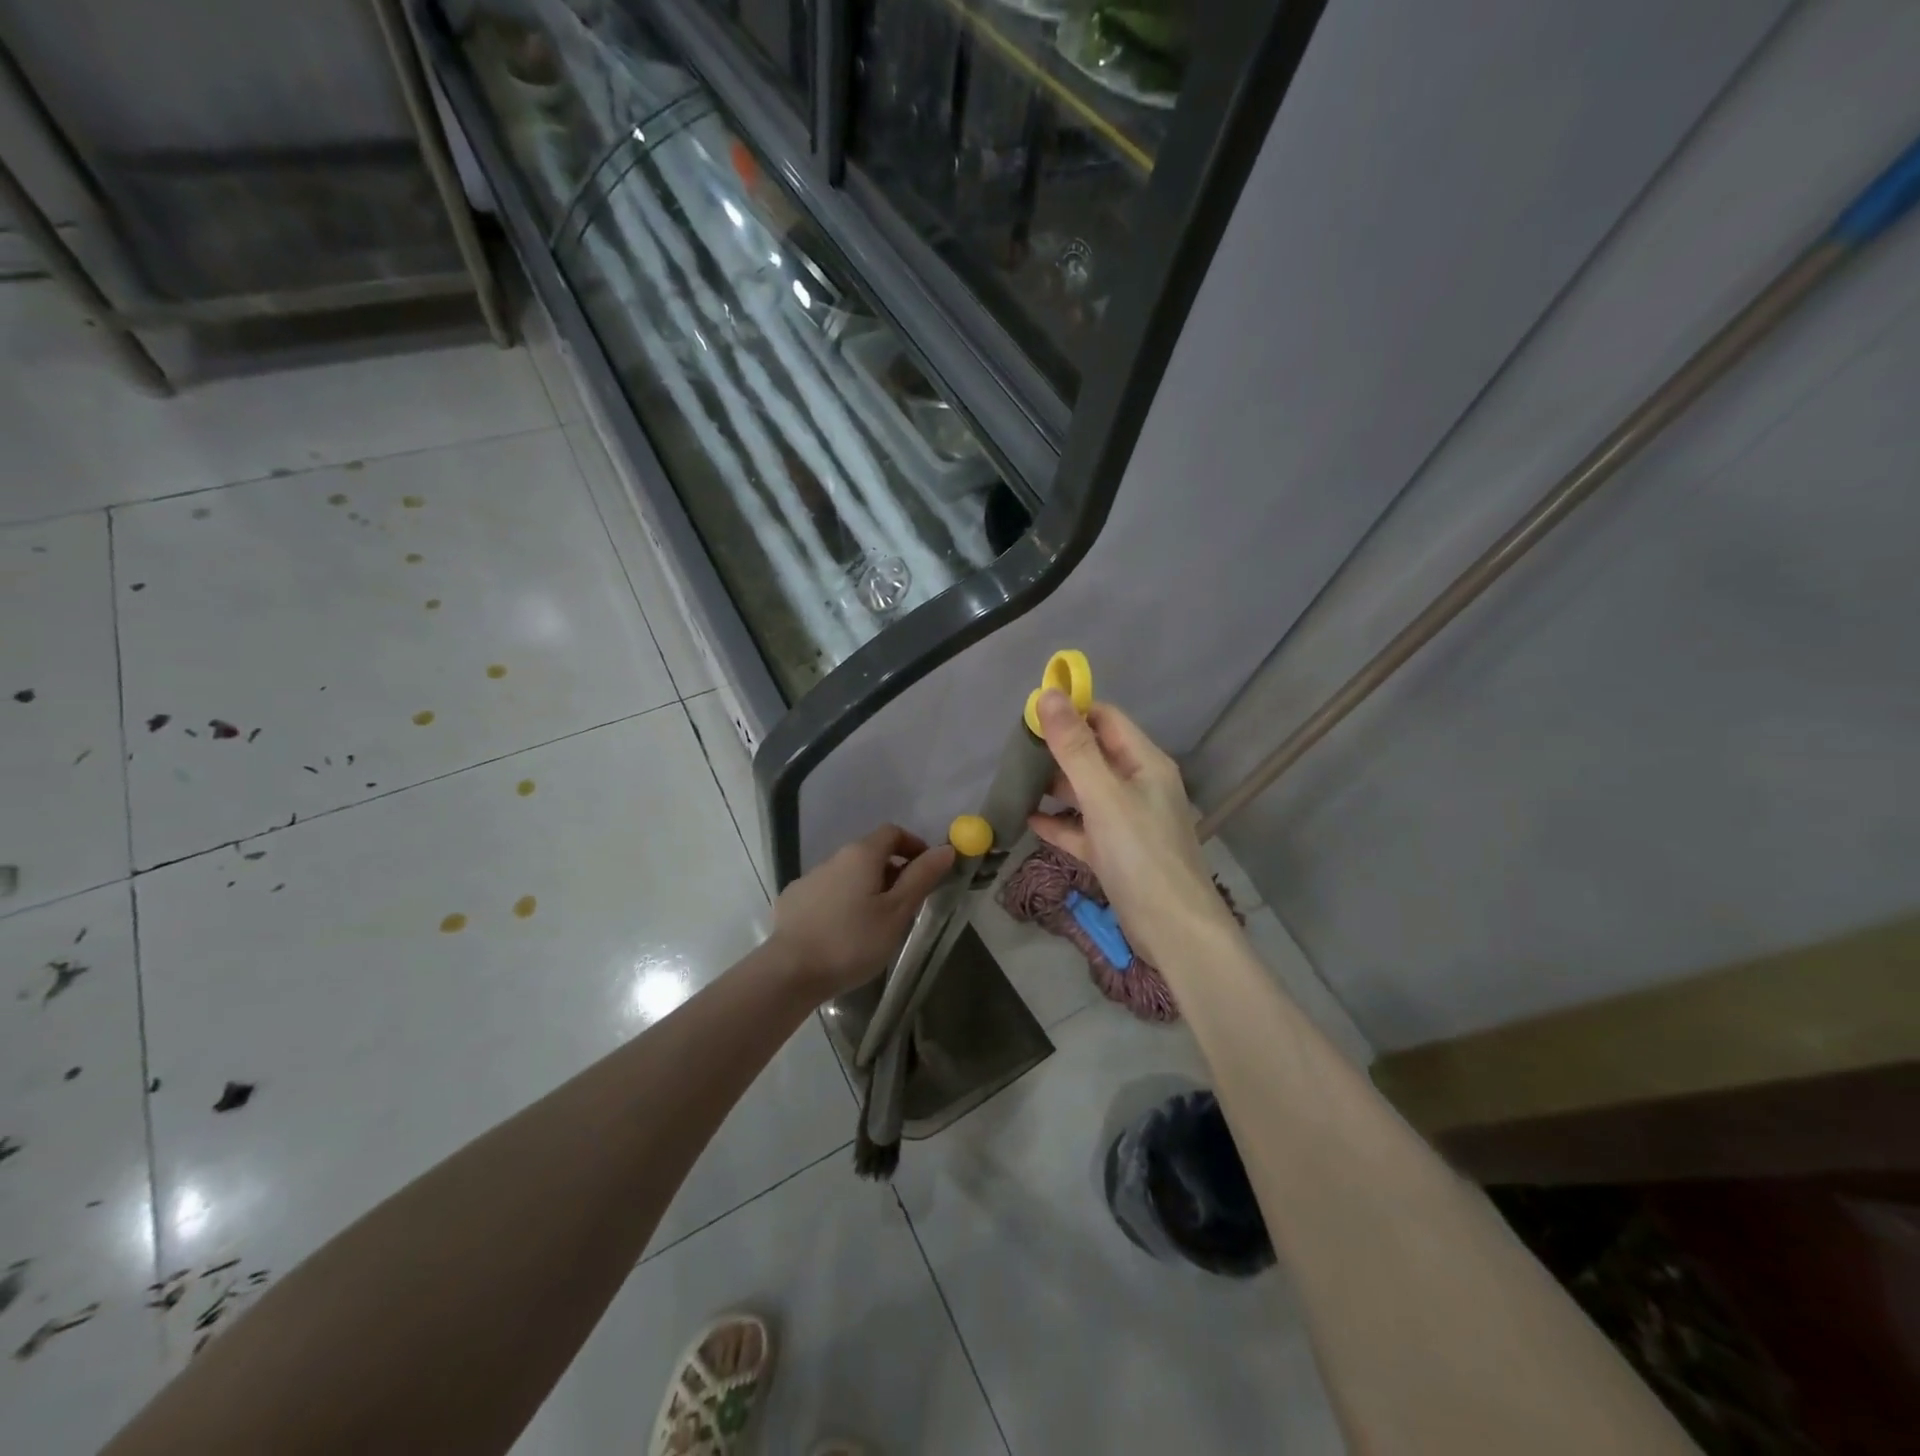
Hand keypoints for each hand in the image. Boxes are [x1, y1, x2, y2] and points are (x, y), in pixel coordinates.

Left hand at [770, 825, 954, 1000]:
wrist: (789, 972)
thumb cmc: (852, 941)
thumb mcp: (897, 912)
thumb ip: (922, 877)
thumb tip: (946, 848)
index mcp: (861, 855)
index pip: (892, 832)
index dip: (914, 845)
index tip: (927, 870)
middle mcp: (833, 858)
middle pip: (869, 853)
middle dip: (892, 871)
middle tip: (906, 905)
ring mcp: (808, 879)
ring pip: (847, 875)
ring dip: (866, 888)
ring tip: (874, 924)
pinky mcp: (792, 901)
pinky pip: (826, 893)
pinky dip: (841, 903)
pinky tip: (841, 932)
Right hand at [1029, 690, 1231, 963]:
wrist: (1173, 930)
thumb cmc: (1141, 854)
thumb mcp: (1103, 795)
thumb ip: (1074, 747)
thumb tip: (1048, 695)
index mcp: (1145, 763)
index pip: (1106, 719)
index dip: (1071, 712)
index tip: (1029, 716)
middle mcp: (1139, 785)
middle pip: (1093, 754)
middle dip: (1056, 749)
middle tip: (1014, 752)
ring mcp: (1128, 820)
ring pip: (1086, 791)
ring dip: (1054, 786)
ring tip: (1016, 783)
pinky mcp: (1116, 852)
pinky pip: (1082, 827)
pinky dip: (1059, 822)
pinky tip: (1029, 821)